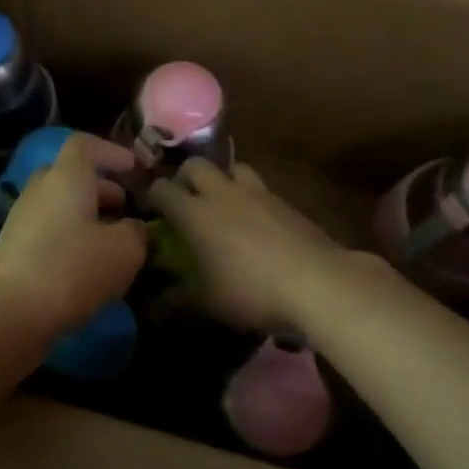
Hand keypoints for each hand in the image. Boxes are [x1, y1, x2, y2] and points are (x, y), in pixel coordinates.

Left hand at [0, 134, 147, 336]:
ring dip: (87, 216)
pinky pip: (48, 231)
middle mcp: (40, 189)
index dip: (111, 151)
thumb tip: (132, 228)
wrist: (10, 314)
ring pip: (60, 205)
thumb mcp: (125, 250)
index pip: (84, 145)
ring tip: (112, 243)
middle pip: (71, 175)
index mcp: (66, 177)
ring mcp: (21, 219)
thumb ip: (136, 232)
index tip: (133, 169)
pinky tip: (87, 268)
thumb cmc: (73, 269)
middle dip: (101, 188)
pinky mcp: (13, 249)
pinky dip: (70, 238)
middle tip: (126, 209)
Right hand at [147, 160, 373, 333]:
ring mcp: (258, 193)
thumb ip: (177, 298)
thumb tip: (157, 300)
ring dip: (222, 180)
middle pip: (196, 165)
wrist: (316, 283)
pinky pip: (260, 188)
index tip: (151, 210)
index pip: (162, 189)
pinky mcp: (286, 201)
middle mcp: (222, 193)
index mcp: (195, 213)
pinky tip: (256, 223)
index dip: (153, 197)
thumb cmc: (250, 291)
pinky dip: (251, 199)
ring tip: (223, 205)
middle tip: (186, 200)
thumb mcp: (207, 303)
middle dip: (185, 178)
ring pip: (232, 168)